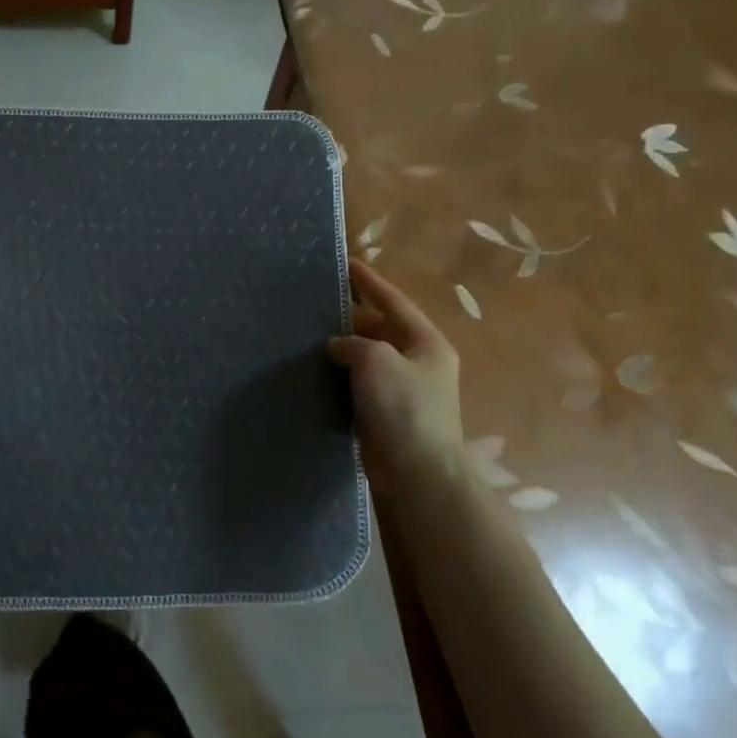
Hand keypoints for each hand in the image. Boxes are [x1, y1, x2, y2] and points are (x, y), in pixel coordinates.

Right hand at [327, 260, 464, 492]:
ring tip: (310, 334)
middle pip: (382, 329)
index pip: (394, 302)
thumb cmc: (403, 408)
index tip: (347, 264)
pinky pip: (361, 384)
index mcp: (427, 343)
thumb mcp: (377, 361)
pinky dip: (342, 375)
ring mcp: (404, 391)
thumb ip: (355, 343)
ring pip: (369, 358)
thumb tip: (339, 347)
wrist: (417, 473)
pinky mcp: (387, 414)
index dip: (370, 282)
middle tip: (319, 304)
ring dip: (344, 348)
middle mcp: (419, 363)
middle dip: (352, 317)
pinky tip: (317, 371)